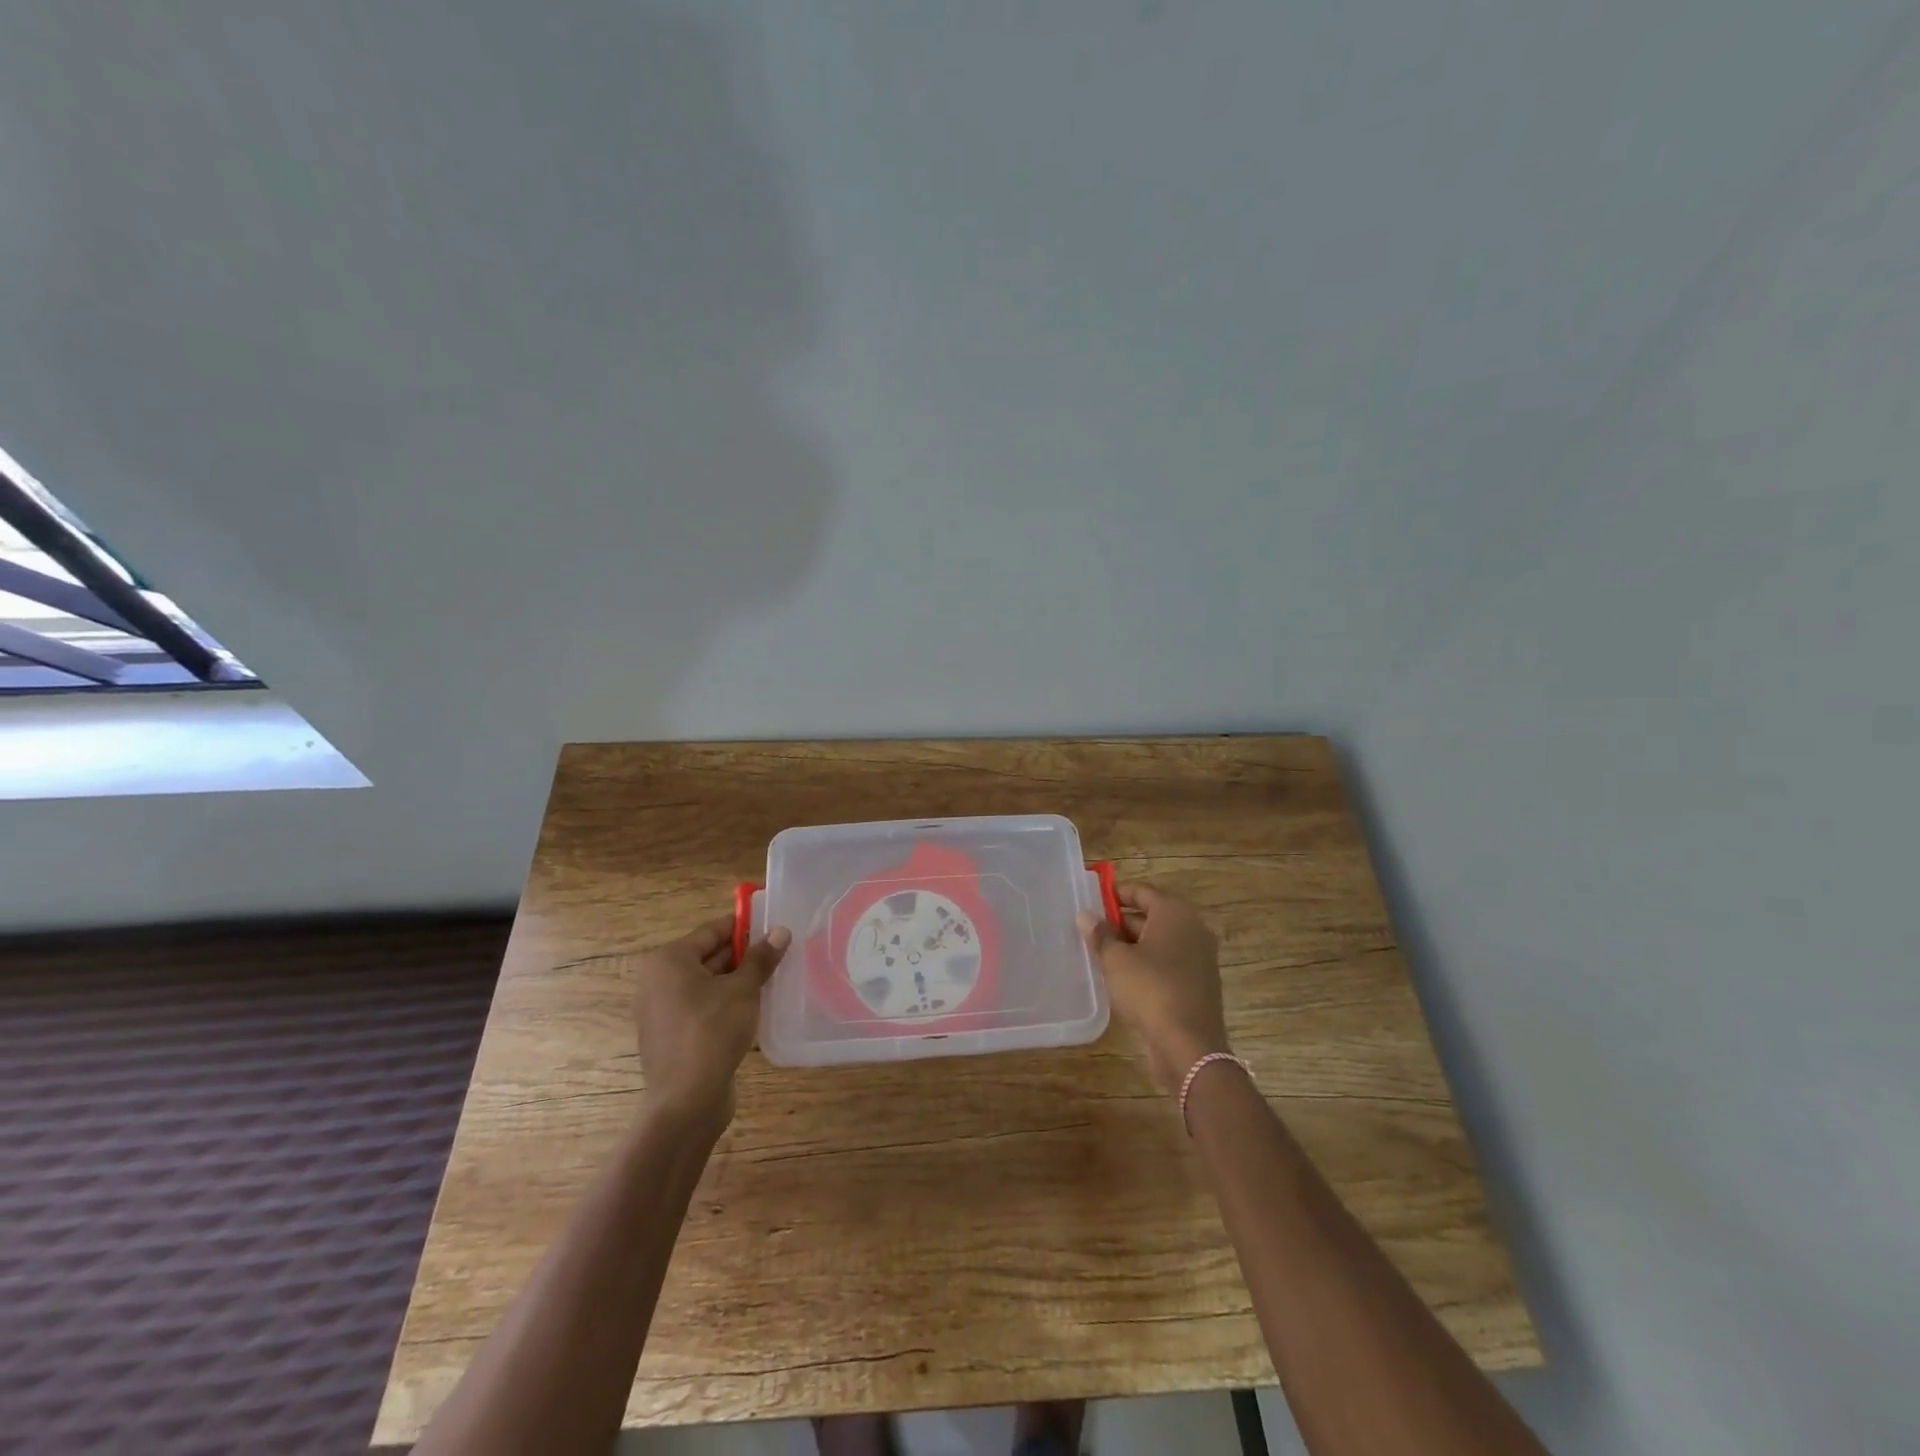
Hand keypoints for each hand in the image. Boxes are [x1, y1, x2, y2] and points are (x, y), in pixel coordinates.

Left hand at [630, 916, 790, 1129]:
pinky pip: (703, 1007)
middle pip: (708, 956)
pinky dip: (726, 1003)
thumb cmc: (712, 1032)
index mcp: (670, 961)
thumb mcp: (743, 990)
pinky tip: (754, 1008)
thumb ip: (761, 958)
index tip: (773, 924)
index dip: (745, 926)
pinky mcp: (673, 1036)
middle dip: (744, 954)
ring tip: (773, 978)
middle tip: (780, 952)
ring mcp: (663, 1011)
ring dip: (738, 980)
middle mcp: (659, 981)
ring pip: (708, 983)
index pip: (713, 930)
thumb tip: (780, 930)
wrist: (686, 1102)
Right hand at [1078, 884, 1228, 1093]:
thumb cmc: (1150, 990)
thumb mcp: (1116, 960)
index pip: (1142, 891)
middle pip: (1152, 915)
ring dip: (1133, 944)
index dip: (1116, 894)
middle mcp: (1192, 928)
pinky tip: (1123, 977)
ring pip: (1159, 941)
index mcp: (1175, 913)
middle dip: (1121, 922)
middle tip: (1092, 931)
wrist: (1189, 1045)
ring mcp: (1199, 957)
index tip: (1092, 901)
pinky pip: (1168, 961)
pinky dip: (1147, 963)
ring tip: (1101, 954)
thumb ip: (1100, 935)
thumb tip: (1085, 915)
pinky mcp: (1199, 982)